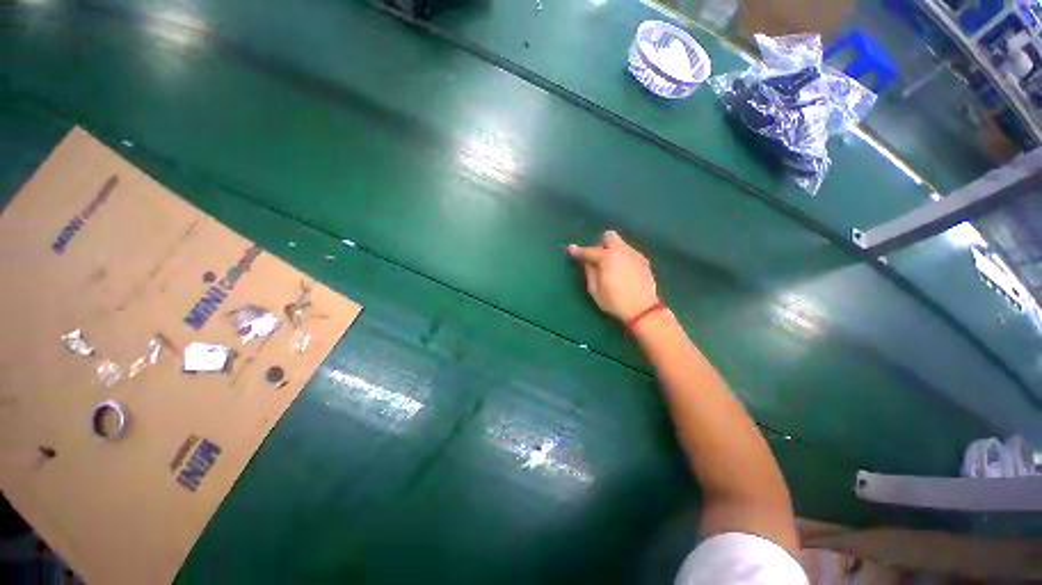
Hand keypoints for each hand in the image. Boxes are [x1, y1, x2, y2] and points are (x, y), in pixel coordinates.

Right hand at [567, 231, 658, 322]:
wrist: (643, 310)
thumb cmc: (614, 301)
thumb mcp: (595, 290)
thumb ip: (589, 271)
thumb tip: (586, 261)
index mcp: (607, 258)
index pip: (589, 251)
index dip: (578, 251)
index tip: (570, 250)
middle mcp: (622, 251)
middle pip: (609, 236)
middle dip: (601, 244)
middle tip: (598, 258)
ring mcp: (635, 254)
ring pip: (620, 244)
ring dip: (612, 251)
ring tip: (612, 267)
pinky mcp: (644, 261)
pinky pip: (629, 253)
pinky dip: (622, 258)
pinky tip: (623, 272)